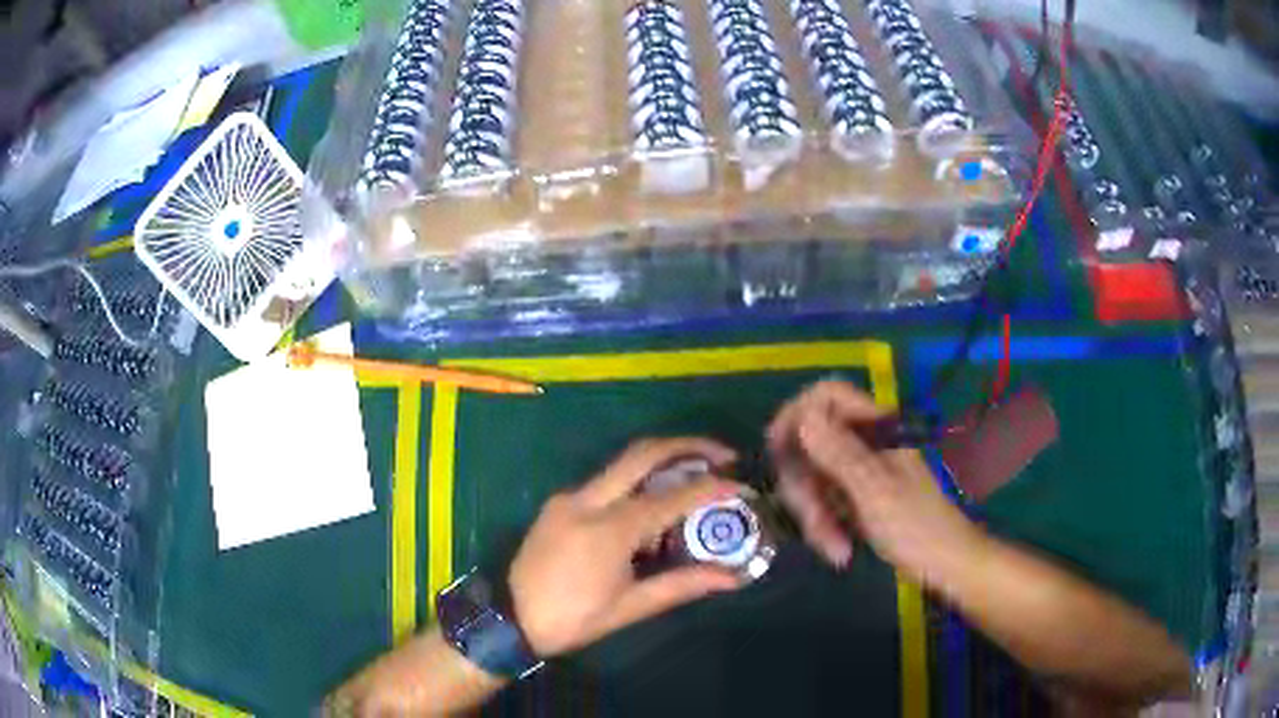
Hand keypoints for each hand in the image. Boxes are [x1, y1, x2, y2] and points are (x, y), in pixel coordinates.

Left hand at [509, 438, 745, 657]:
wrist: (509, 618)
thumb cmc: (573, 619)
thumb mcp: (631, 607)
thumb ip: (683, 585)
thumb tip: (733, 577)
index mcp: (609, 529)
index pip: (673, 497)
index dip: (714, 488)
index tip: (744, 487)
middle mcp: (588, 500)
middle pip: (643, 453)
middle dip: (688, 445)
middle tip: (723, 454)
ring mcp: (569, 497)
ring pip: (623, 463)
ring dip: (663, 461)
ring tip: (697, 475)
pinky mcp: (559, 502)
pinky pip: (605, 482)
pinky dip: (637, 483)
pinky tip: (652, 506)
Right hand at [767, 381, 985, 583]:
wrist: (946, 565)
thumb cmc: (917, 529)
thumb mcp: (875, 492)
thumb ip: (839, 454)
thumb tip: (803, 416)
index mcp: (876, 429)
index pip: (827, 396)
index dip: (797, 415)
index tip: (779, 453)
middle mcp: (865, 442)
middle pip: (810, 443)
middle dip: (804, 486)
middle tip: (814, 521)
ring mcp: (860, 470)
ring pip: (813, 477)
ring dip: (815, 514)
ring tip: (834, 549)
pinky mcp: (857, 496)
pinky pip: (824, 501)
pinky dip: (825, 526)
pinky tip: (839, 550)